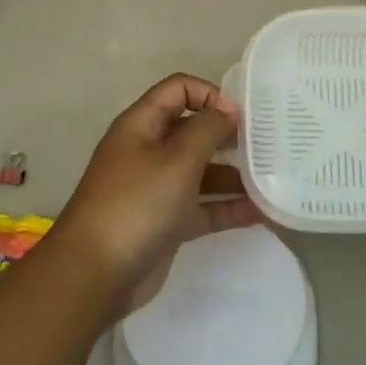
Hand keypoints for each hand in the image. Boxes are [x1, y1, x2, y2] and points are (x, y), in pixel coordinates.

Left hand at [53, 73, 260, 316]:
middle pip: (193, 129)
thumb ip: (208, 129)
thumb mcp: (177, 159)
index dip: (210, 94)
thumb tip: (227, 111)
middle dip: (228, 135)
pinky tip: (261, 213)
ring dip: (234, 174)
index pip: (178, 89)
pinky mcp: (167, 222)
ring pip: (201, 171)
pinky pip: (203, 207)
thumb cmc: (136, 204)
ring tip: (271, 180)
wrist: (94, 275)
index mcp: (142, 125)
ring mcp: (157, 188)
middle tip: (265, 145)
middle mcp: (149, 151)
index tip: (240, 117)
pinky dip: (228, 208)